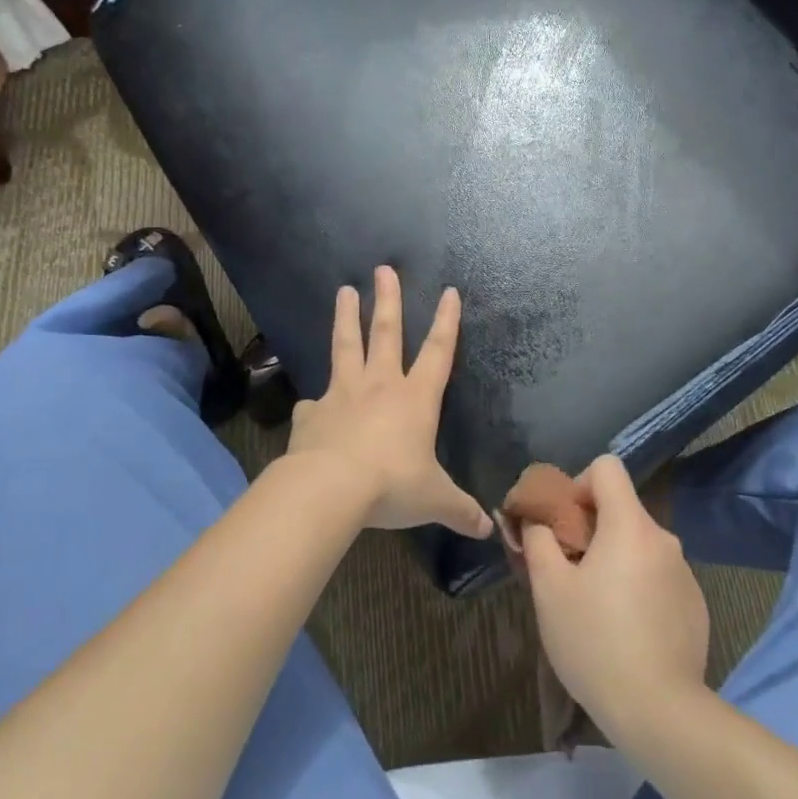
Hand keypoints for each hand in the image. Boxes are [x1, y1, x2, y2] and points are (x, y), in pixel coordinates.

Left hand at [285, 267, 491, 539]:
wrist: (329, 489)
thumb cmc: (391, 485)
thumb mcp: (434, 500)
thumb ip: (460, 510)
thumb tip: (488, 529)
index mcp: (416, 398)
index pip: (438, 351)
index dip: (446, 321)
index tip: (449, 292)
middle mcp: (380, 386)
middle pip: (386, 333)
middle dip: (388, 300)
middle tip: (383, 269)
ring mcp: (343, 395)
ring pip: (345, 347)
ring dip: (346, 318)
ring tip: (343, 291)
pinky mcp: (313, 413)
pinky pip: (313, 403)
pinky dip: (314, 401)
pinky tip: (308, 402)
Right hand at [521, 455, 708, 735]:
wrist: (659, 710)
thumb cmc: (595, 642)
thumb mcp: (549, 590)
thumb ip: (539, 541)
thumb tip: (536, 520)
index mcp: (629, 524)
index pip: (607, 467)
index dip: (580, 484)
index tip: (566, 524)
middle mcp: (663, 537)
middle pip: (622, 509)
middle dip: (593, 529)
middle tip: (571, 572)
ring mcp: (684, 571)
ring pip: (640, 545)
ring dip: (617, 560)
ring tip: (597, 608)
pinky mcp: (695, 604)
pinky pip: (659, 576)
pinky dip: (640, 587)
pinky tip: (628, 631)